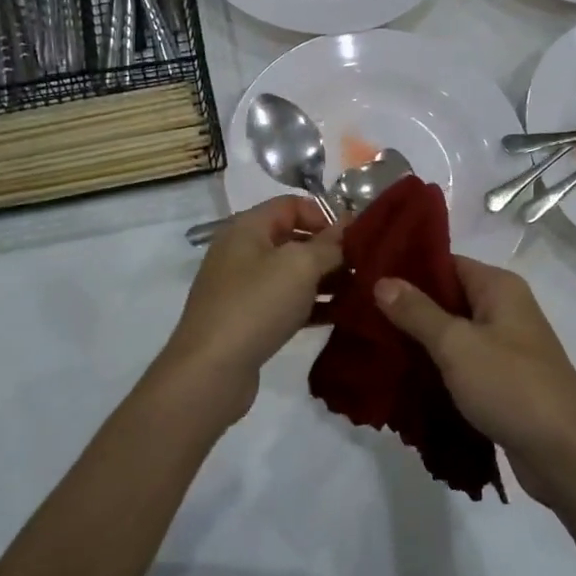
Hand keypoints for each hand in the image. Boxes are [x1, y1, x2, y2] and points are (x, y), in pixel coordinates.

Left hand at [161, 197, 342, 420]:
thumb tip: (348, 225)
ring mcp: (243, 287)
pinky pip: (287, 302)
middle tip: (364, 266)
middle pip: (293, 238)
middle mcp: (242, 251)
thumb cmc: (256, 305)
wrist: (211, 371)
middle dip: (329, 250)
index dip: (324, 214)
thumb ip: (329, 244)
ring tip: (361, 291)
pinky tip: (342, 315)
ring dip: (325, 280)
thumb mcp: (300, 266)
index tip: (355, 236)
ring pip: (292, 274)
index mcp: (248, 228)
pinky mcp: (248, 320)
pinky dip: (312, 305)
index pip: (291, 205)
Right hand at [373, 259, 575, 504]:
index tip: (367, 277)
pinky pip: (461, 364)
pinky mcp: (502, 382)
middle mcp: (504, 309)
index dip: (407, 268)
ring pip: (452, 333)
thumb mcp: (456, 344)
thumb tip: (382, 280)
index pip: (446, 262)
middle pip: (447, 297)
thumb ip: (417, 312)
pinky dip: (436, 368)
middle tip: (360, 315)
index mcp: (498, 287)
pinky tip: (402, 378)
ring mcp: (505, 347)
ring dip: (418, 341)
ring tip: (372, 346)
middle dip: (407, 308)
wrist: (568, 455)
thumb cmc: (512, 386)